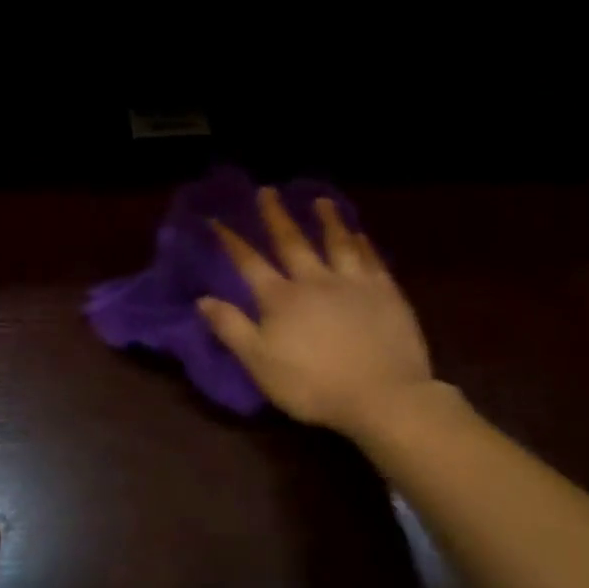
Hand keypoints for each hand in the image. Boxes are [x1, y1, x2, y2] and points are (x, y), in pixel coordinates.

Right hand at [199, 187, 434, 436]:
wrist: (382, 396)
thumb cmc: (313, 385)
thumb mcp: (259, 363)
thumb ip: (231, 328)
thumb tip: (203, 299)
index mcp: (281, 299)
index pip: (250, 263)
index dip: (232, 241)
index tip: (217, 219)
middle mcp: (315, 281)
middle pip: (292, 242)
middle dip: (276, 216)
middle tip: (268, 191)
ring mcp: (353, 284)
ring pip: (337, 243)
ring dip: (326, 220)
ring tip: (320, 200)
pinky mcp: (386, 293)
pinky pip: (371, 260)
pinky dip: (362, 244)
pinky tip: (359, 234)